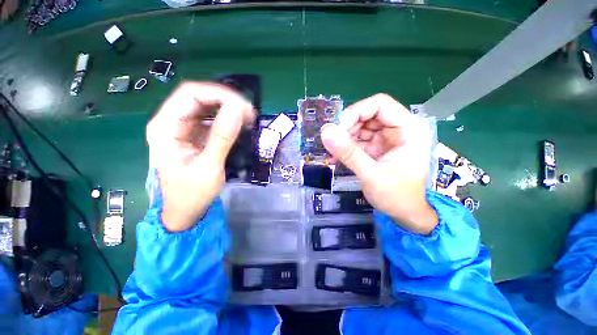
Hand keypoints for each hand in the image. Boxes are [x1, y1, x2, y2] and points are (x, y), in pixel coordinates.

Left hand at [147, 82, 254, 231]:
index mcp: (165, 128)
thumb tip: (238, 110)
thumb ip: (222, 138)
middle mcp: (171, 122)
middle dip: (226, 100)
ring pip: (207, 106)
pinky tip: (240, 124)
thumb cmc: (192, 193)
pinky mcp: (195, 134)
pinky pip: (212, 118)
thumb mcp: (209, 167)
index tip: (243, 106)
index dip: (218, 94)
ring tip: (248, 118)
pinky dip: (228, 118)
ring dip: (229, 108)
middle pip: (199, 97)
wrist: (186, 209)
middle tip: (250, 113)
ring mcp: (183, 128)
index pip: (190, 94)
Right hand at [321, 94, 437, 233]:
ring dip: (344, 138)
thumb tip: (325, 131)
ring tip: (334, 153)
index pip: (380, 104)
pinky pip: (357, 140)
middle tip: (333, 143)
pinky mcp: (376, 147)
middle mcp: (398, 129)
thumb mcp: (372, 175)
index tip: (338, 129)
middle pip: (367, 114)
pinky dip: (346, 147)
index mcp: (408, 129)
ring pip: (360, 126)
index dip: (356, 112)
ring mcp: (386, 138)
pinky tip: (337, 157)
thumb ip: (349, 153)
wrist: (405, 214)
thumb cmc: (397, 197)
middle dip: (347, 127)